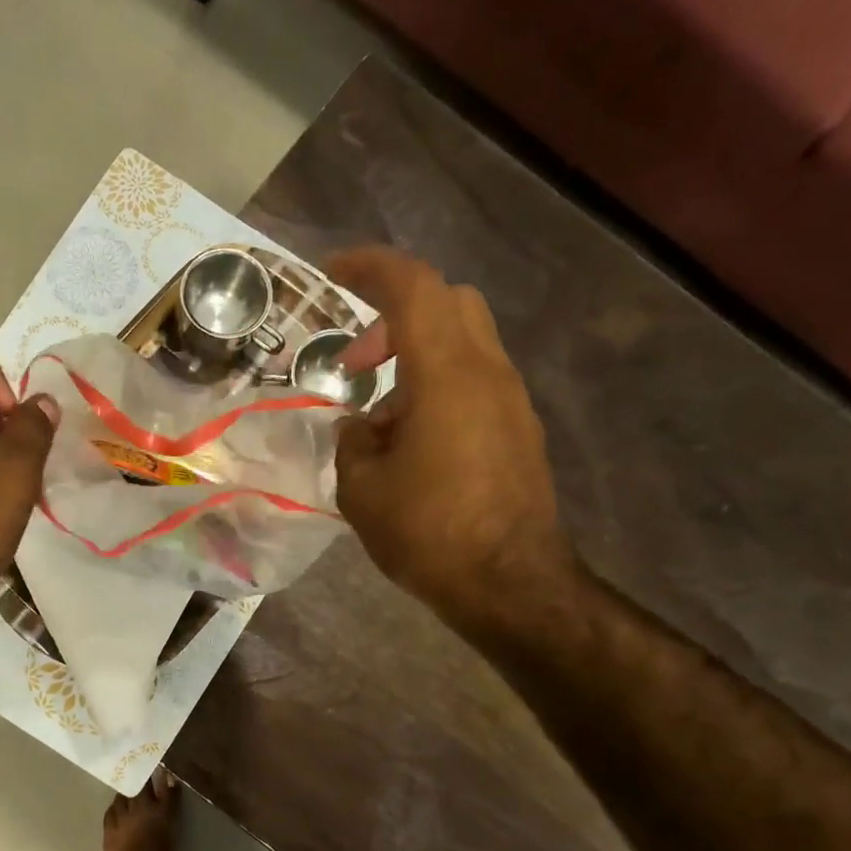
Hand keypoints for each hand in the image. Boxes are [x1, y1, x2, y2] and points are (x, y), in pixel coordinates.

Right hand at [327, 247, 574, 632]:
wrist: (509, 583)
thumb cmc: (428, 531)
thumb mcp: (362, 489)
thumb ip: (353, 442)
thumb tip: (362, 426)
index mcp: (446, 373)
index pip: (413, 288)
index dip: (370, 268)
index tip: (331, 270)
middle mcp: (488, 372)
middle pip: (449, 303)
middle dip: (395, 316)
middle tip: (356, 362)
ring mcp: (510, 401)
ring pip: (463, 344)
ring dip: (415, 359)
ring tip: (377, 419)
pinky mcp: (519, 431)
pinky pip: (474, 383)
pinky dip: (436, 389)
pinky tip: (410, 444)